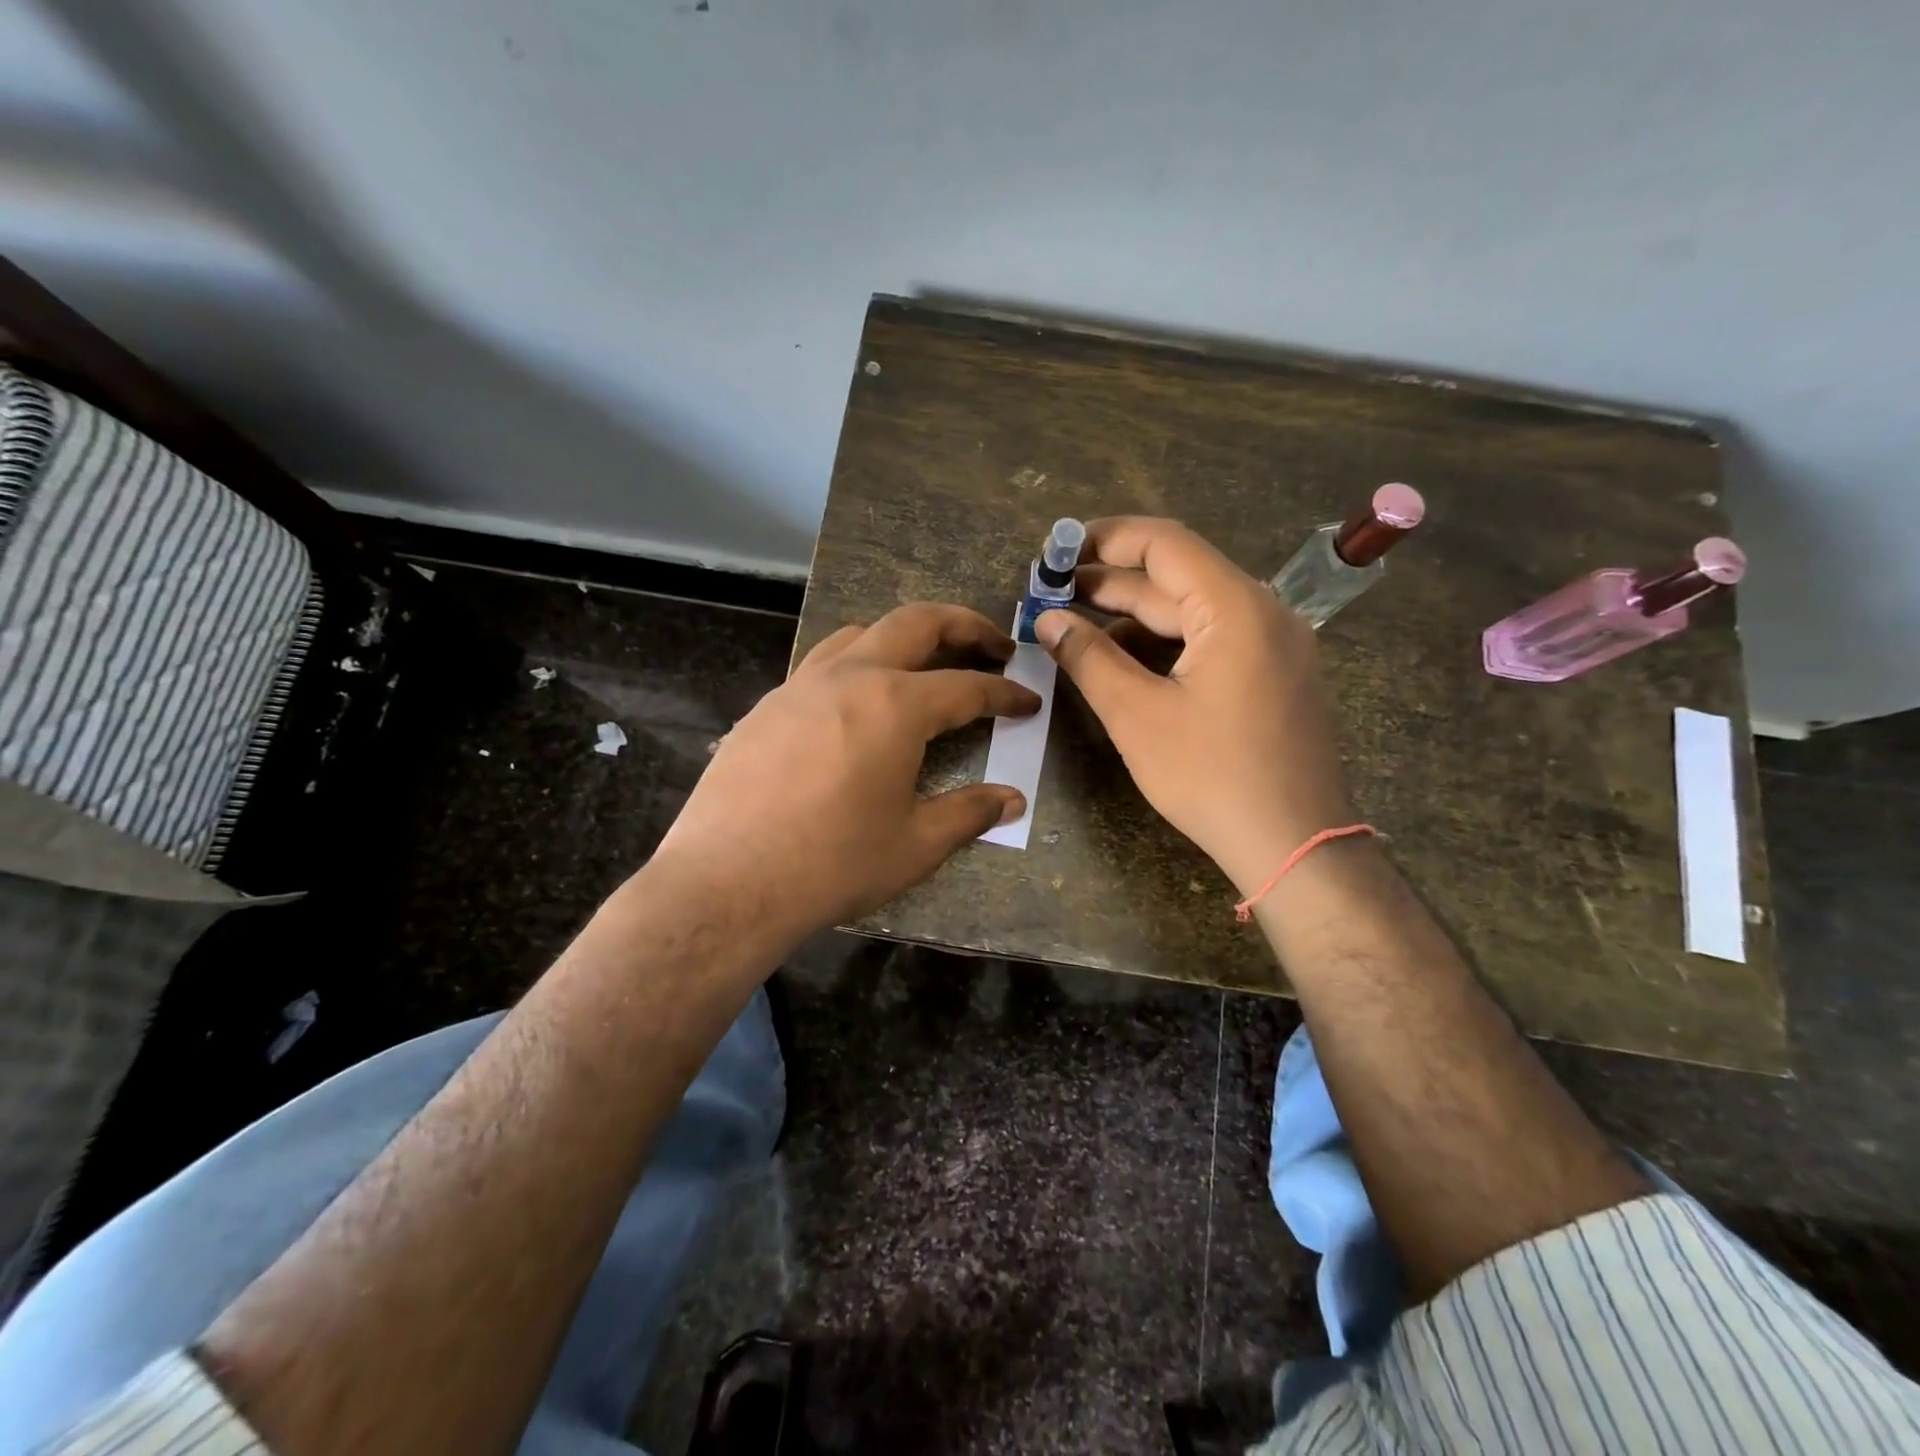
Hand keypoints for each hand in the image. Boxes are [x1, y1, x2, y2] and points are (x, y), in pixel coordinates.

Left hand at [647, 603, 1038, 947]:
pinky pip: (820, 665)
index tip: (1028, 702)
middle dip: (964, 626)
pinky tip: (856, 704)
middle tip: (993, 644)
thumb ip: (968, 813)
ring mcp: (801, 686)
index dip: (1004, 693)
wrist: (728, 882)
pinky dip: (854, 665)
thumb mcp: (914, 844)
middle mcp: (850, 677)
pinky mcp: (767, 706)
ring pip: (861, 633)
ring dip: (903, 637)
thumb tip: (1012, 800)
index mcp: (896, 706)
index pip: (967, 687)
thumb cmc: (833, 864)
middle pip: (916, 623)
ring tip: (924, 663)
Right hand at [1035, 517, 1354, 894]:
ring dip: (1135, 617)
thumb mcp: (1137, 715)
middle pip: (1178, 578)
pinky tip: (1124, 662)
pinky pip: (1212, 642)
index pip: (1165, 544)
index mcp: (1236, 608)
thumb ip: (1089, 658)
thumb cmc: (1212, 776)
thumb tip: (1048, 620)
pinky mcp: (1274, 677)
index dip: (1105, 539)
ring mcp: (1275, 646)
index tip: (1057, 550)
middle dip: (1111, 583)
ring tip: (1076, 629)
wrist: (1296, 845)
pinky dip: (1165, 645)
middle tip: (1051, 592)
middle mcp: (1264, 613)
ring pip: (1193, 613)